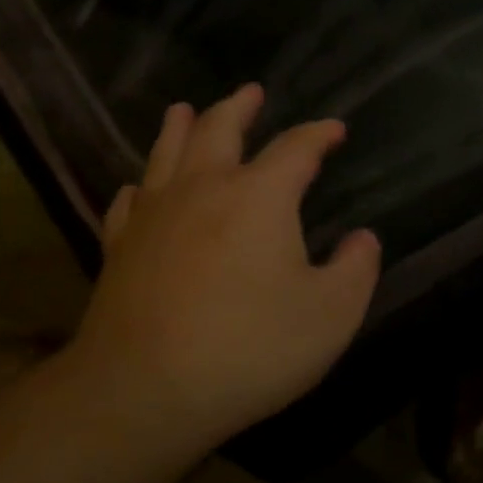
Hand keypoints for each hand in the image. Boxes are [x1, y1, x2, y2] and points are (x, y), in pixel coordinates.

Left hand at [63, 84, 381, 450]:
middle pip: (219, 129)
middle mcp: (203, 188)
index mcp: (259, 196)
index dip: (319, 134)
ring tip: (185, 109)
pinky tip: (140, 187)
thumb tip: (362, 239)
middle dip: (240, 107)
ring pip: (166, 151)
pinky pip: (130, 200)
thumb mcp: (330, 315)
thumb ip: (356, 270)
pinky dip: (142, 185)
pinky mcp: (119, 246)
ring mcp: (154, 214)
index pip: (296, 148)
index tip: (334, 129)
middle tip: (251, 91)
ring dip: (181, 126)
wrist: (143, 391)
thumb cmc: (249, 349)